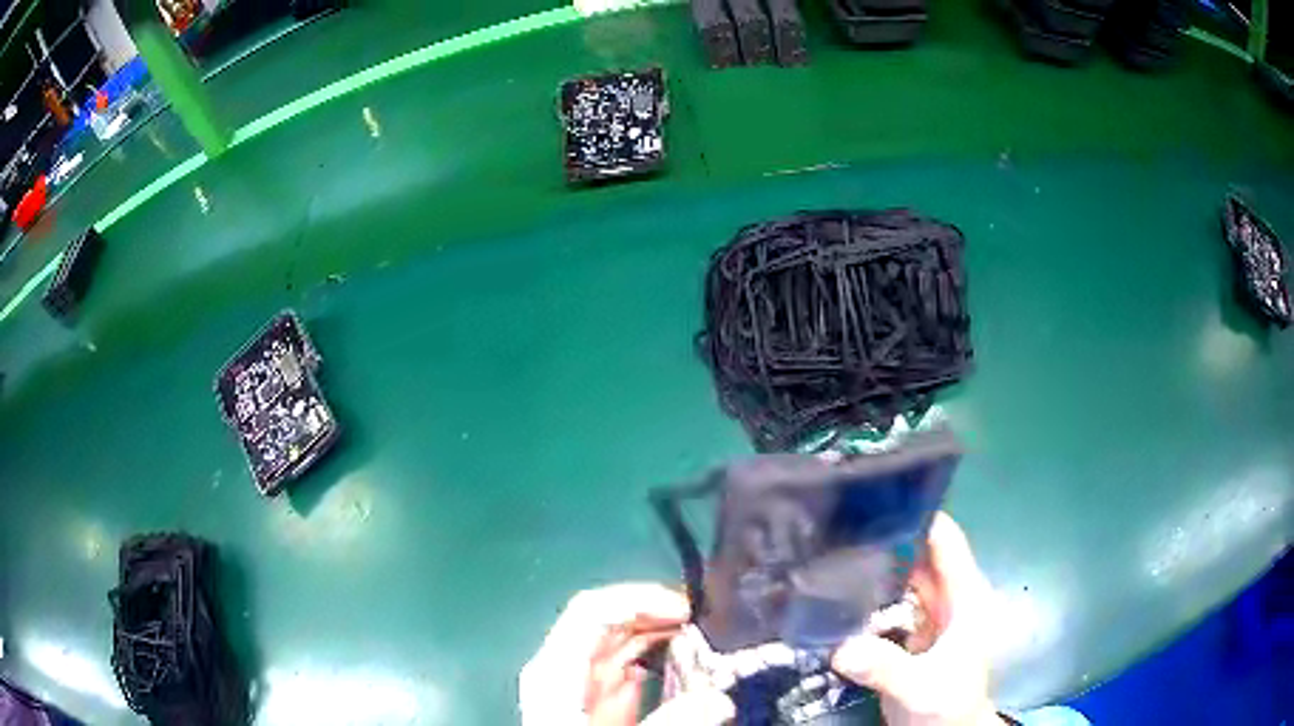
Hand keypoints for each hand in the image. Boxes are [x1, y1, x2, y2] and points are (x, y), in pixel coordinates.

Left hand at [520, 583, 734, 725]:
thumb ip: (668, 724)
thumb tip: (720, 700)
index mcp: (557, 670)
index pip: (593, 612)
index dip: (640, 600)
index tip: (688, 611)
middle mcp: (565, 669)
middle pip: (610, 622)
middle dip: (657, 614)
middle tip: (708, 621)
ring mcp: (580, 687)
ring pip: (621, 644)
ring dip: (662, 637)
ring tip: (705, 639)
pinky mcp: (597, 704)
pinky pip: (628, 670)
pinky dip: (657, 662)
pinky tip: (684, 666)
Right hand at [832, 513, 1002, 725]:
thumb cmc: (948, 704)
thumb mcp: (920, 687)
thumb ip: (885, 666)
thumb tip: (840, 646)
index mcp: (965, 595)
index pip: (945, 539)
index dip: (918, 513)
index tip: (875, 498)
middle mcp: (948, 596)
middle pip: (920, 551)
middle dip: (886, 534)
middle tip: (838, 522)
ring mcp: (929, 613)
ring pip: (903, 574)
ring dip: (876, 562)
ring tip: (832, 546)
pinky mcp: (911, 630)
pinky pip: (889, 599)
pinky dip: (869, 591)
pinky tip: (837, 587)